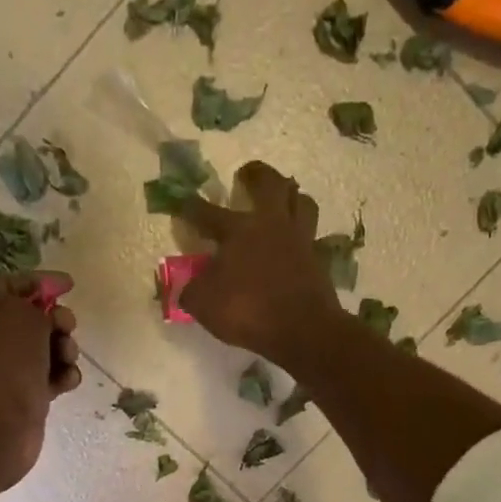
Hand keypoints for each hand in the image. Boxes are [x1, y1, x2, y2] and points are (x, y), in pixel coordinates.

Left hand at [0, 271, 81, 488]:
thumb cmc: (4, 362)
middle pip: (31, 318)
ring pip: (45, 349)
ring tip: (67, 359)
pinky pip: (49, 377)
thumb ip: (38, 305)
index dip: (40, 282)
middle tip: (67, 328)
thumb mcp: (22, 316)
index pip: (9, 285)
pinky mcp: (22, 396)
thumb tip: (46, 314)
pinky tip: (67, 382)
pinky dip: (62, 376)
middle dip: (56, 320)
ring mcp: (5, 370)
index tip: (70, 284)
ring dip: (64, 349)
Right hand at [177, 162, 343, 367]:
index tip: (182, 202)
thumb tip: (186, 286)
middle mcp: (271, 224)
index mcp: (239, 230)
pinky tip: (297, 239)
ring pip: (301, 201)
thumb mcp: (204, 304)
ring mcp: (299, 239)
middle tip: (247, 173)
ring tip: (282, 197)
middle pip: (270, 184)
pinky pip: (312, 234)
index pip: (209, 213)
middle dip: (256, 174)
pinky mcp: (318, 259)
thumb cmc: (248, 310)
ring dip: (291, 194)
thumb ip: (191, 290)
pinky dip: (304, 230)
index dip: (192, 207)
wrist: (302, 329)